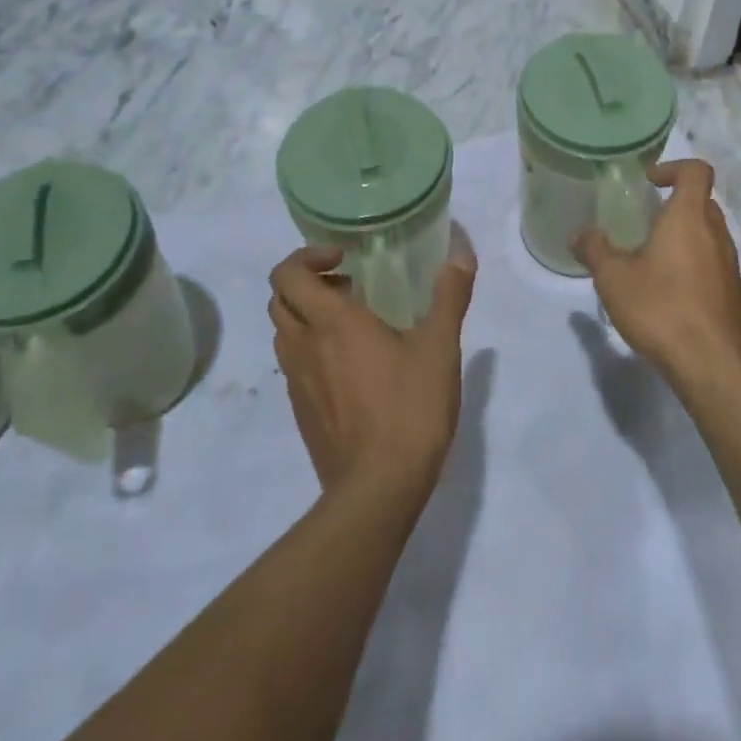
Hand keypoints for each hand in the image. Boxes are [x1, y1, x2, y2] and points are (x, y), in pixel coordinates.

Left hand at [268, 242, 475, 501]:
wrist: (378, 489)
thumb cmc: (409, 408)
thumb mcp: (440, 346)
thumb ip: (450, 294)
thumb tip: (461, 250)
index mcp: (332, 323)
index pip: (288, 274)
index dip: (306, 256)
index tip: (344, 260)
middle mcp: (304, 347)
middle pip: (280, 299)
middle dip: (307, 282)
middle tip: (349, 286)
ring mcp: (298, 383)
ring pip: (284, 333)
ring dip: (308, 315)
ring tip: (353, 323)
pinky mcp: (301, 412)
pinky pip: (294, 365)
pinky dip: (312, 349)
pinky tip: (354, 367)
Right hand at [572, 159, 740, 390]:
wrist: (712, 364)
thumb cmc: (661, 308)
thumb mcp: (613, 279)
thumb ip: (594, 250)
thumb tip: (579, 234)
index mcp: (689, 218)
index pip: (697, 171)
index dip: (674, 168)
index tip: (650, 183)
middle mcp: (716, 235)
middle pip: (702, 203)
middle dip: (675, 206)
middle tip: (645, 223)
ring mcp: (730, 266)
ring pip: (709, 236)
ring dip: (685, 238)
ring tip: (653, 262)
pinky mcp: (735, 294)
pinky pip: (714, 266)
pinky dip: (695, 267)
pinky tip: (671, 295)